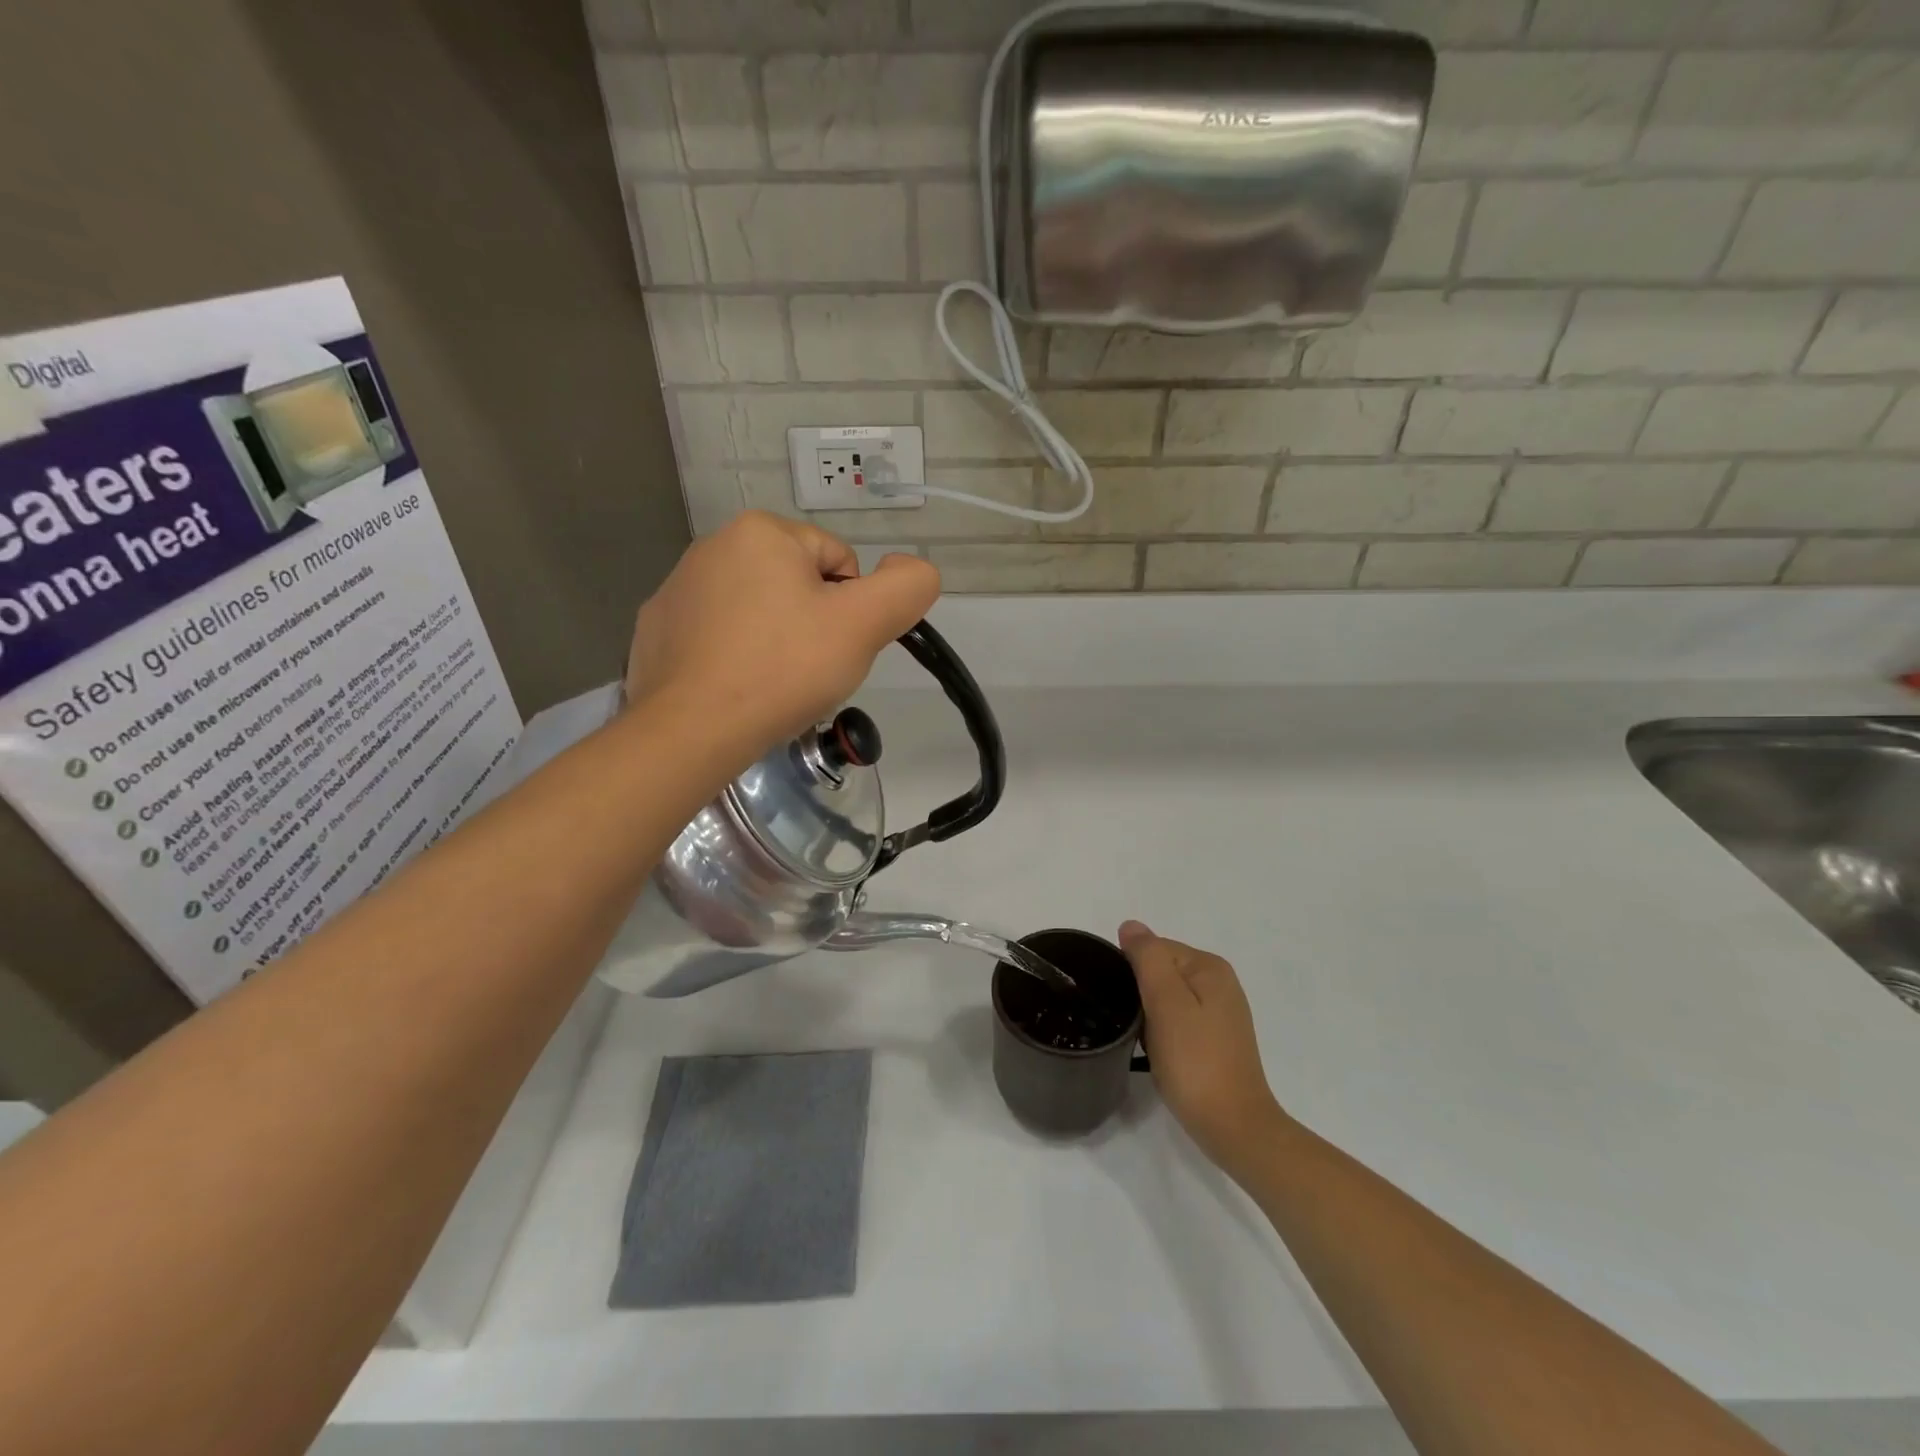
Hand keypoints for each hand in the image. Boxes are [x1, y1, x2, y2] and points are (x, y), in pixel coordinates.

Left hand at [626, 512, 939, 759]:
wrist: (692, 729)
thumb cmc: (784, 669)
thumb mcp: (864, 625)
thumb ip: (906, 587)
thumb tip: (911, 567)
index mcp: (762, 532)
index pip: (839, 561)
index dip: (850, 609)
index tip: (834, 648)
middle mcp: (713, 545)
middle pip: (797, 583)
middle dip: (812, 623)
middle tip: (807, 670)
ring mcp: (678, 588)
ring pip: (757, 609)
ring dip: (774, 639)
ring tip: (771, 683)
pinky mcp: (657, 628)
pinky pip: (717, 634)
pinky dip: (733, 655)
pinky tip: (735, 687)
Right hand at [1120, 921, 1286, 1177]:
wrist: (1234, 1127)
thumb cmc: (1195, 1061)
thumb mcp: (1165, 1001)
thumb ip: (1148, 958)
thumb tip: (1131, 926)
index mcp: (1209, 967)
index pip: (1154, 949)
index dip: (1130, 971)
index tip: (1121, 1001)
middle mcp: (1220, 983)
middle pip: (1161, 971)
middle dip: (1140, 992)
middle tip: (1131, 1024)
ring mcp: (1221, 1013)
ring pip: (1167, 997)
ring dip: (1149, 1014)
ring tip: (1142, 1041)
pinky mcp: (1217, 1040)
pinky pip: (1178, 1020)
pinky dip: (1162, 1031)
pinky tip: (1158, 1052)